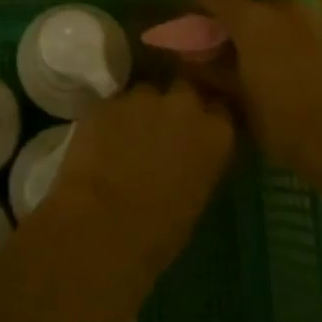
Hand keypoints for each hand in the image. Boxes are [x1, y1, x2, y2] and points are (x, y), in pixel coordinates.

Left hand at [43, 81, 235, 280]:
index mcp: (216, 133)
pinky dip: (110, 120)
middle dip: (175, 105)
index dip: (206, 119)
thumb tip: (186, 157)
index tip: (197, 133)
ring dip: (140, 111)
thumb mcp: (196, 197)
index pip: (220, 110)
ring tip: (127, 137)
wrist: (103, 225)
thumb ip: (197, 162)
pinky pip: (113, 106)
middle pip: (184, 90)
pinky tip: (101, 142)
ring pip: (145, 94)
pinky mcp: (106, 101)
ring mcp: (143, 97)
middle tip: (162, 129)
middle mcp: (184, 104)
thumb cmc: (159, 231)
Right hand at [187, 0, 321, 187]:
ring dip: (259, 23)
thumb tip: (187, 57)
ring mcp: (308, 20)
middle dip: (233, 13)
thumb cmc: (276, 114)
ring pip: (275, 10)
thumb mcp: (234, 95)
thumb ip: (209, 70)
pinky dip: (280, 34)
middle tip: (222, 38)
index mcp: (250, 17)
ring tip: (250, 51)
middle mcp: (279, 8)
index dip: (199, 3)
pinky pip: (294, 25)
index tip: (190, 20)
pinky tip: (275, 60)